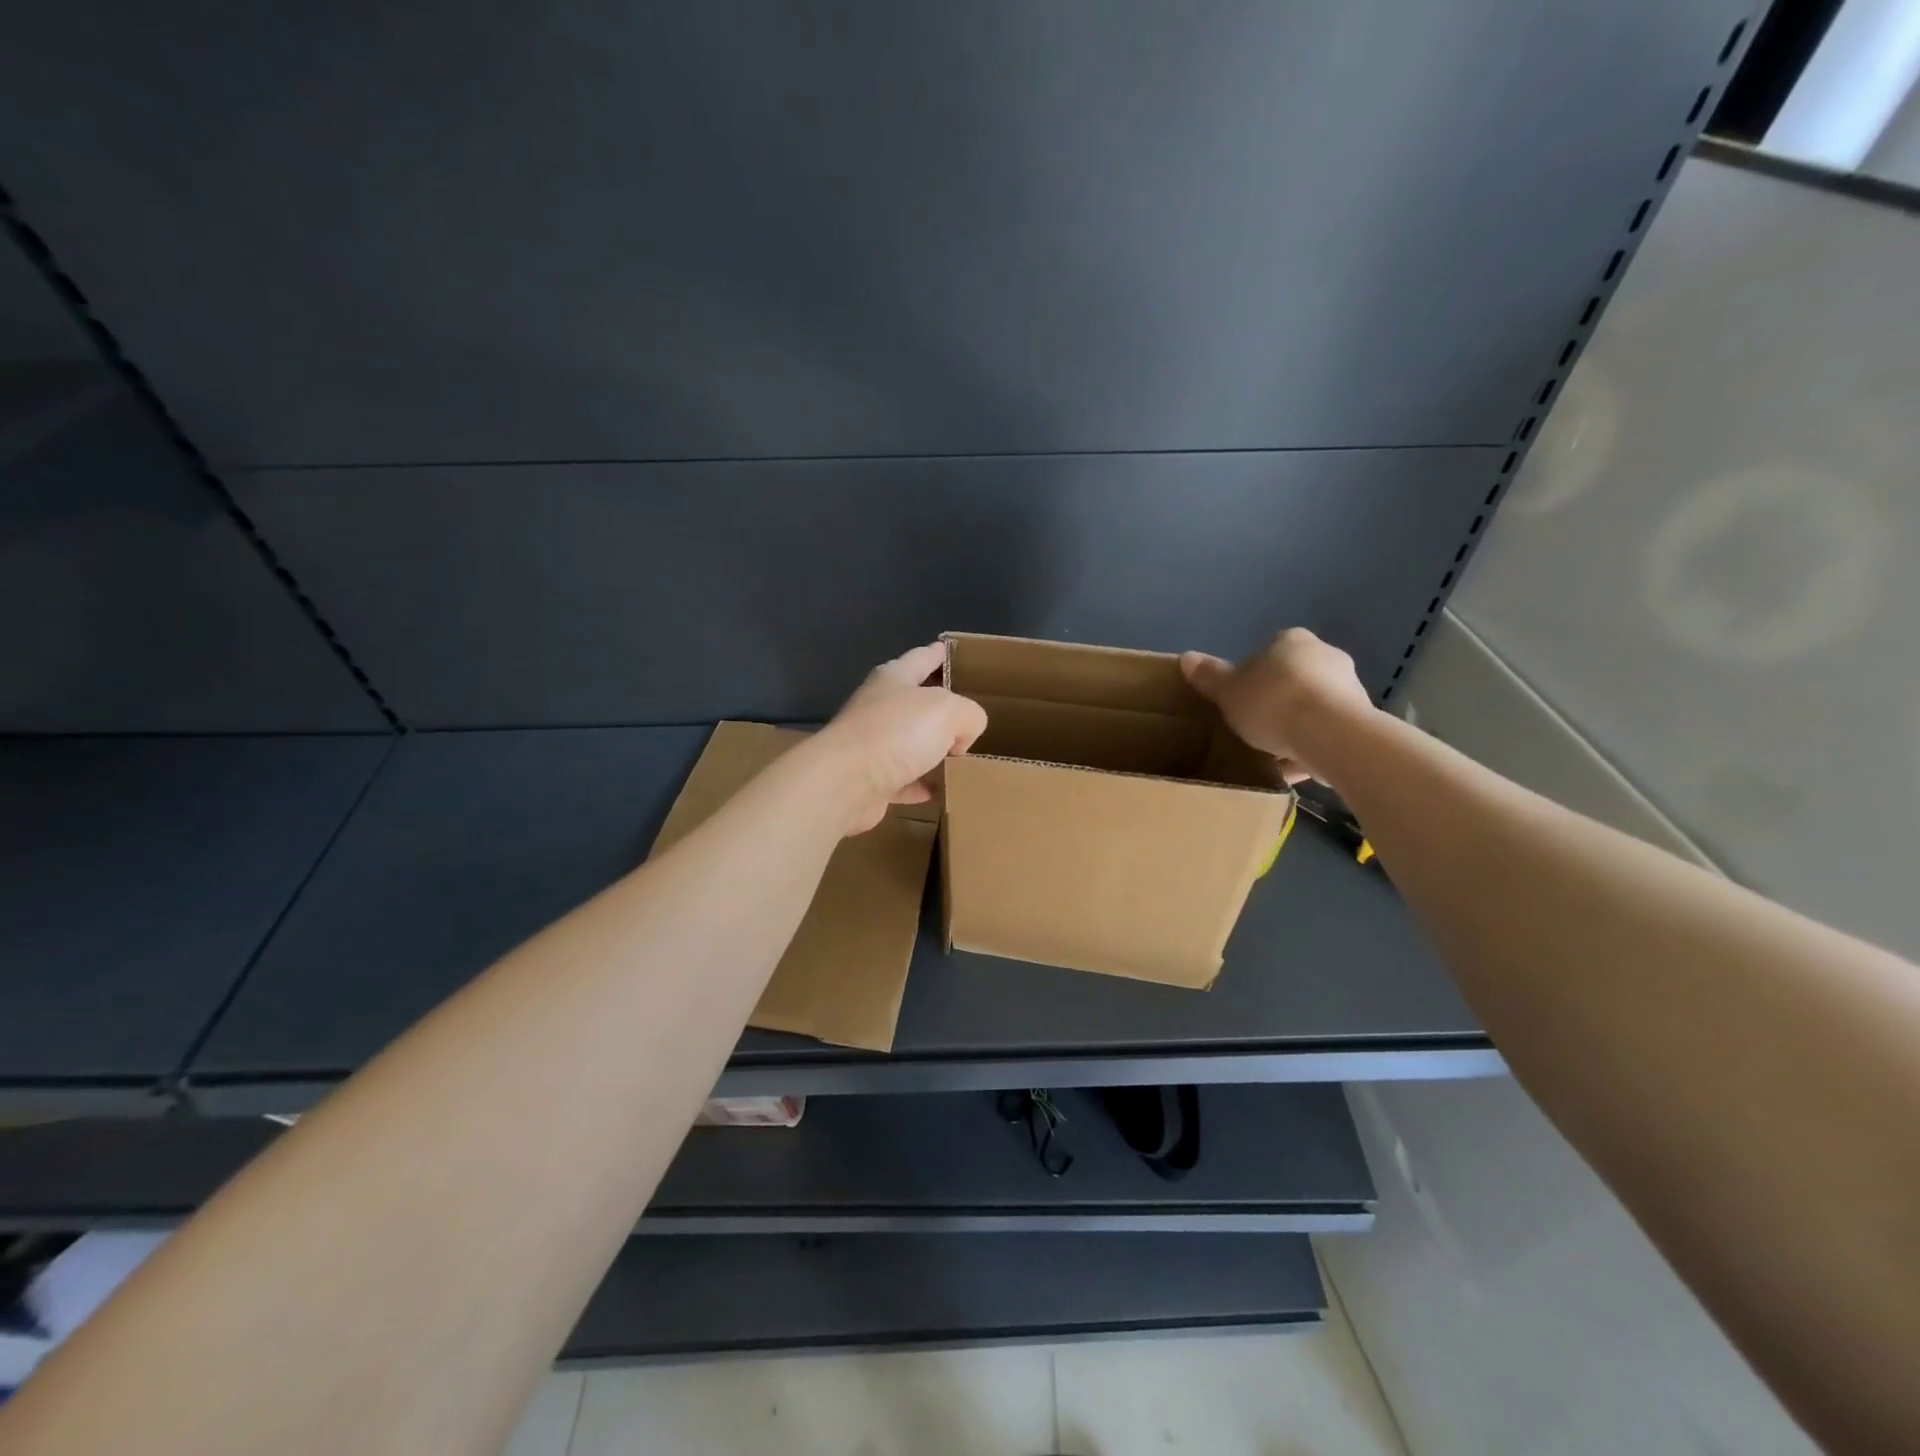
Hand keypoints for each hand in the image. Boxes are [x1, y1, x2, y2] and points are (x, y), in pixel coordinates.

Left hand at [810, 643, 988, 833]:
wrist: (845, 782)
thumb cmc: (896, 733)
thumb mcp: (949, 711)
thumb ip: (968, 714)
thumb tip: (960, 737)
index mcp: (894, 679)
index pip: (920, 658)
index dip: (937, 653)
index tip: (947, 648)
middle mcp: (878, 707)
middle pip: (913, 701)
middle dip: (937, 704)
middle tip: (964, 710)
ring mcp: (870, 745)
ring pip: (907, 742)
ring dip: (929, 748)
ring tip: (957, 754)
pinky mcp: (868, 780)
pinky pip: (901, 780)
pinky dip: (918, 784)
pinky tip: (936, 790)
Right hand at [1180, 628, 1375, 785]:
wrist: (1330, 734)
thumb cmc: (1272, 703)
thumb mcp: (1228, 692)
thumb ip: (1209, 676)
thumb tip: (1186, 658)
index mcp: (1291, 641)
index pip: (1266, 654)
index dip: (1249, 679)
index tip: (1239, 703)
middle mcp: (1326, 655)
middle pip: (1291, 680)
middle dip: (1275, 702)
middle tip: (1252, 728)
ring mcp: (1350, 687)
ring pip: (1312, 707)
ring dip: (1295, 727)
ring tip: (1272, 755)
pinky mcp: (1363, 719)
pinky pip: (1327, 732)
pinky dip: (1311, 747)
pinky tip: (1293, 769)